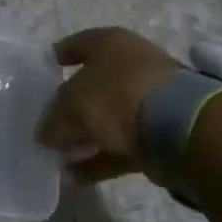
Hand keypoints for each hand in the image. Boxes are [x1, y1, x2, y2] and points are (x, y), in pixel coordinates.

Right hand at [37, 27, 182, 184]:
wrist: (178, 127)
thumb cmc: (116, 97)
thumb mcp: (70, 106)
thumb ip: (52, 120)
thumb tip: (44, 135)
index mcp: (110, 43)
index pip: (77, 44)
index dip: (59, 57)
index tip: (43, 73)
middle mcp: (131, 65)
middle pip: (92, 84)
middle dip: (70, 107)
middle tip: (48, 124)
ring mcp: (148, 99)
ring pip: (107, 118)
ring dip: (84, 138)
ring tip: (58, 159)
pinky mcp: (160, 132)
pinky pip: (121, 145)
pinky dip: (99, 160)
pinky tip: (76, 178)